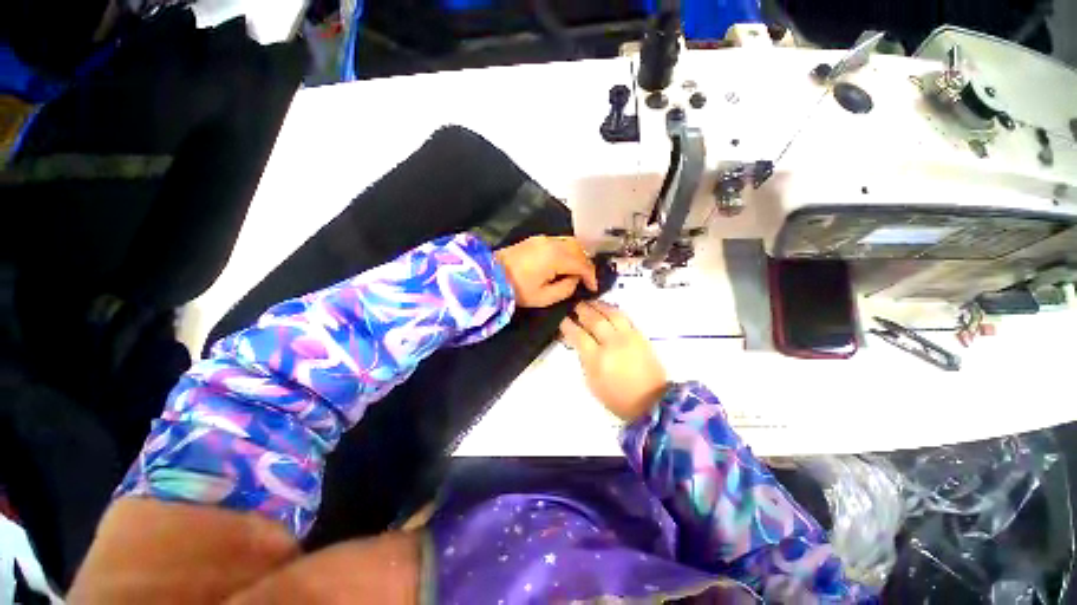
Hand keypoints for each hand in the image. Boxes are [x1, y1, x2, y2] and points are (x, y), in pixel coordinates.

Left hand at [494, 236, 597, 307]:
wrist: (490, 276)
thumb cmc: (517, 289)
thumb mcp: (544, 297)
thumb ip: (565, 289)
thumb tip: (574, 280)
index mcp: (556, 257)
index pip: (582, 264)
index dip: (591, 276)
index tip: (593, 288)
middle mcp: (552, 243)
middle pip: (579, 249)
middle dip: (586, 264)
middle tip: (586, 279)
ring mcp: (543, 239)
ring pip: (570, 242)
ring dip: (577, 256)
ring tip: (576, 272)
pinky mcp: (535, 239)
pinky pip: (559, 242)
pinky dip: (567, 251)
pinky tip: (564, 263)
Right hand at [559, 301, 666, 421]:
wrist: (651, 402)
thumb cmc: (617, 398)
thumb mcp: (592, 383)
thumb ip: (584, 360)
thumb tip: (578, 342)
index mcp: (597, 359)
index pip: (579, 335)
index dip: (568, 325)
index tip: (562, 319)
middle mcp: (612, 344)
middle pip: (594, 320)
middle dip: (582, 310)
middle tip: (574, 305)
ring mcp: (628, 338)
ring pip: (611, 313)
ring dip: (598, 305)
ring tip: (589, 302)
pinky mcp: (640, 336)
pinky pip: (625, 317)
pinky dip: (613, 310)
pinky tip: (607, 309)